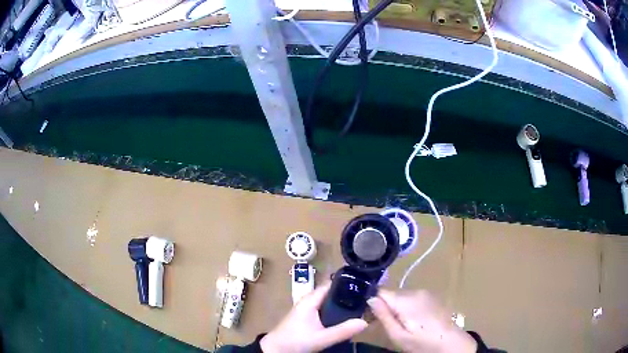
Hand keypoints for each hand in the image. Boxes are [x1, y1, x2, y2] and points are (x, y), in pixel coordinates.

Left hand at [260, 282, 367, 352]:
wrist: (276, 349)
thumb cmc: (295, 340)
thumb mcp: (321, 338)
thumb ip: (342, 331)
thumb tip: (365, 322)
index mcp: (310, 300)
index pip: (331, 284)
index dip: (347, 283)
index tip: (365, 285)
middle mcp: (309, 301)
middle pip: (331, 293)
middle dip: (347, 295)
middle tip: (367, 299)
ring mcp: (307, 309)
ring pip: (328, 302)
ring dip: (341, 304)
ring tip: (361, 306)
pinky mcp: (307, 317)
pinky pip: (325, 310)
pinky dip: (335, 311)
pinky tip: (345, 318)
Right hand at [368, 290, 476, 352]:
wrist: (451, 342)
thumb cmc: (422, 343)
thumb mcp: (398, 335)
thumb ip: (384, 316)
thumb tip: (370, 298)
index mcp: (406, 300)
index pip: (380, 292)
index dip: (373, 304)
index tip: (372, 318)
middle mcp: (416, 291)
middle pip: (391, 294)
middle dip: (387, 307)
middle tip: (390, 326)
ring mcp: (426, 292)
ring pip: (402, 296)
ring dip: (398, 308)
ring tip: (404, 325)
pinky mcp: (432, 296)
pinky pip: (413, 298)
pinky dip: (409, 307)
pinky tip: (415, 320)